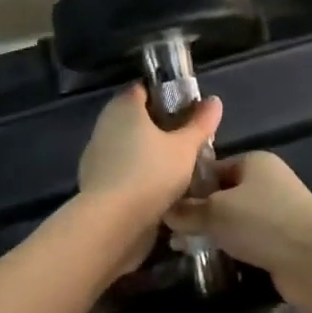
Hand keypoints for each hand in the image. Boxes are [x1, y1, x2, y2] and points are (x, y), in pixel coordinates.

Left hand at [78, 85, 222, 223]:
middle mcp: (106, 125)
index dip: (166, 94)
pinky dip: (141, 175)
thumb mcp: (184, 148)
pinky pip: (124, 171)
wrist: (111, 223)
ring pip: (131, 146)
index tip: (189, 108)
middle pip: (138, 119)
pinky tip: (163, 190)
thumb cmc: (150, 173)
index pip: (143, 89)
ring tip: (182, 167)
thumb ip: (200, 124)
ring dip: (152, 154)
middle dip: (163, 128)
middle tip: (190, 140)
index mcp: (123, 107)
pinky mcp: (97, 183)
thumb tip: (214, 101)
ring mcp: (98, 155)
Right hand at [164, 153, 311, 309]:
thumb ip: (188, 211)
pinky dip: (231, 247)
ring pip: (234, 219)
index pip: (212, 168)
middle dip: (198, 212)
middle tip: (171, 232)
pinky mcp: (281, 240)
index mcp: (254, 162)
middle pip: (222, 194)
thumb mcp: (216, 212)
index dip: (188, 186)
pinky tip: (211, 259)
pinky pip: (247, 239)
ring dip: (213, 232)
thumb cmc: (263, 223)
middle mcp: (267, 182)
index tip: (165, 206)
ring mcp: (276, 212)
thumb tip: (165, 211)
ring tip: (184, 248)